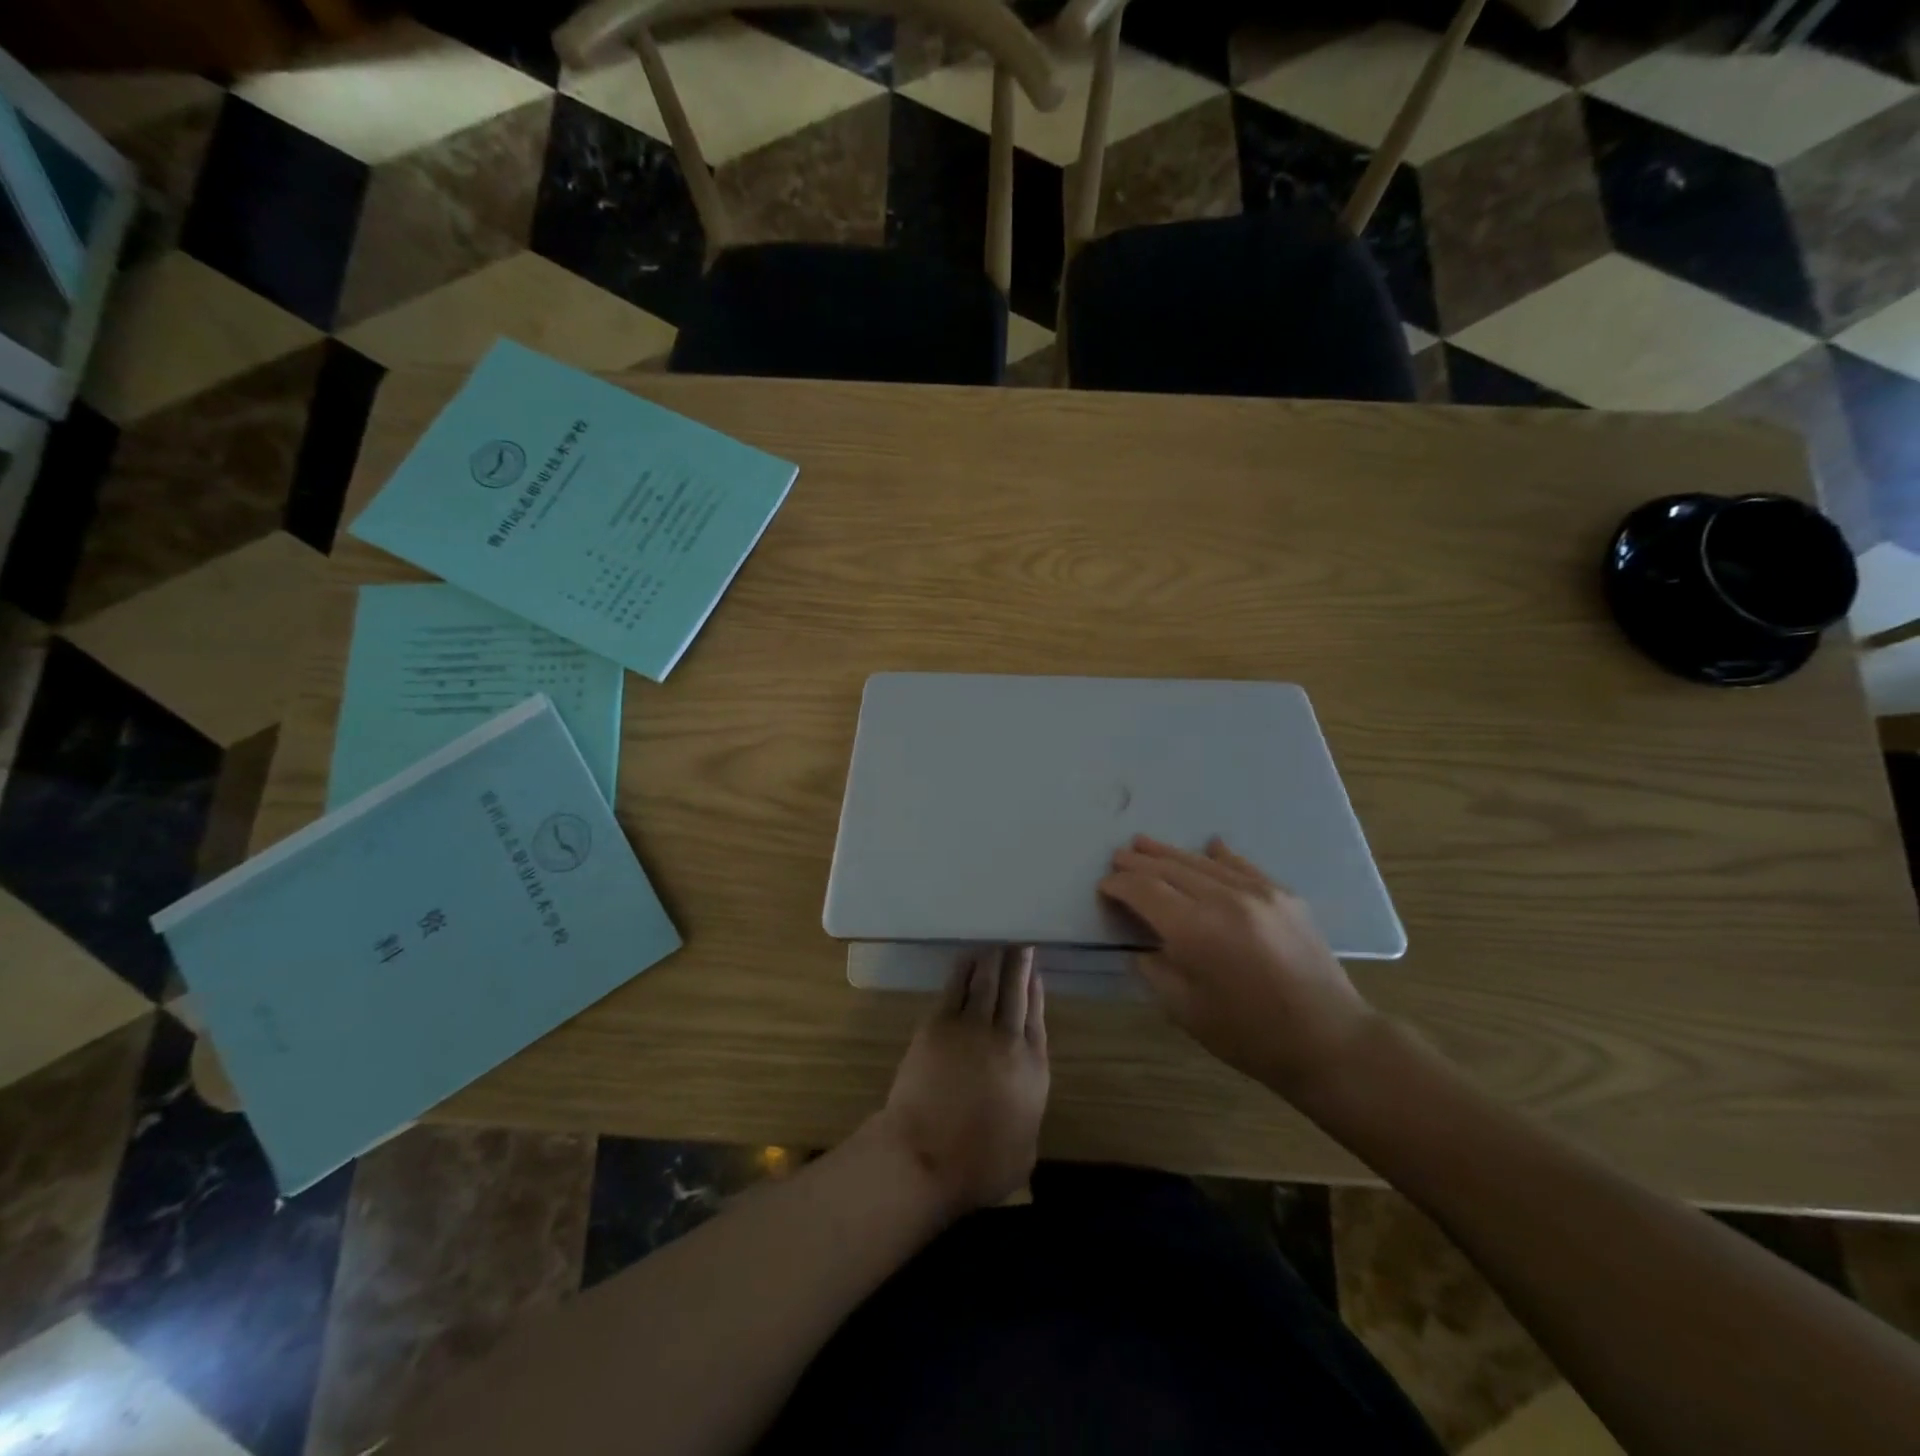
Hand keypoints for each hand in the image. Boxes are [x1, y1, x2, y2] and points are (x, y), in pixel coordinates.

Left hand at [873, 947, 1049, 1216]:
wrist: (925, 1156)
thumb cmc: (978, 1167)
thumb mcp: (1024, 1152)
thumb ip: (1029, 1117)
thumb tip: (1023, 1103)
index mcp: (1032, 1070)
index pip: (1037, 1018)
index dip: (1036, 992)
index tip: (1036, 972)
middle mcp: (1007, 1040)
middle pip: (1016, 992)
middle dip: (1019, 964)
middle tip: (1020, 941)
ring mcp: (972, 1028)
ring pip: (987, 983)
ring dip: (994, 960)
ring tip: (998, 941)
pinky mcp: (939, 1025)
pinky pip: (956, 988)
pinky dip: (964, 970)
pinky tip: (968, 957)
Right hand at [1099, 836, 1376, 1099]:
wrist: (1329, 1040)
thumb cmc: (1249, 1035)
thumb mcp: (1184, 1010)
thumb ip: (1154, 969)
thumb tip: (1141, 942)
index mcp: (1194, 930)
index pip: (1144, 891)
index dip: (1119, 885)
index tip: (1104, 886)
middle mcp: (1223, 899)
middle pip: (1170, 868)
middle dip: (1139, 862)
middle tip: (1117, 856)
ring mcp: (1257, 892)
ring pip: (1202, 861)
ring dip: (1170, 852)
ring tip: (1145, 843)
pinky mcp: (1283, 895)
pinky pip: (1242, 865)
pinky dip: (1219, 855)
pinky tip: (1209, 846)